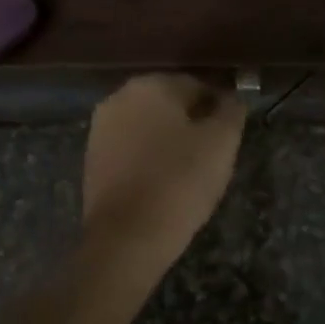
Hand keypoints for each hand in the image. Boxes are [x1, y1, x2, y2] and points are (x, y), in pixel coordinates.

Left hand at [82, 74, 246, 271]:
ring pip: (148, 125)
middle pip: (169, 103)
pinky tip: (162, 183)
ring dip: (168, 140)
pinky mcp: (92, 157)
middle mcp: (121, 96)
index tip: (230, 136)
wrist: (125, 238)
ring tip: (188, 173)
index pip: (198, 85)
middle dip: (191, 122)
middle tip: (212, 156)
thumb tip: (232, 98)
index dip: (219, 109)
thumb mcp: (221, 143)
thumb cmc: (179, 182)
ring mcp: (101, 127)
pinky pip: (130, 148)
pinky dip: (147, 158)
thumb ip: (231, 110)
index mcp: (152, 84)